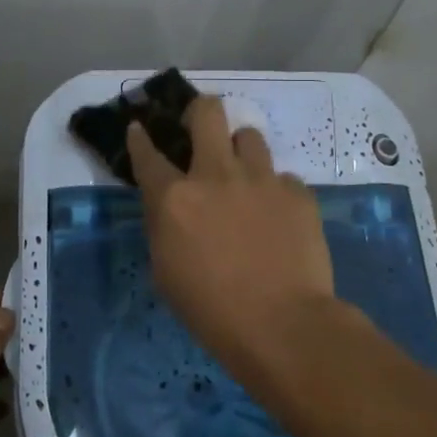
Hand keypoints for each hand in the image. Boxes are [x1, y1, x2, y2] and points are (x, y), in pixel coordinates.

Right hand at [127, 97, 335, 368]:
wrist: (283, 325)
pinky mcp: (297, 193)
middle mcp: (216, 175)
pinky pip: (283, 178)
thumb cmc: (211, 310)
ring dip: (241, 152)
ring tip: (245, 177)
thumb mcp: (166, 271)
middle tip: (200, 128)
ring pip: (249, 136)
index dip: (139, 137)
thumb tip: (172, 208)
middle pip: (207, 112)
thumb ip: (164, 226)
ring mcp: (261, 179)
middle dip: (200, 111)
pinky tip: (278, 218)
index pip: (147, 153)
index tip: (139, 128)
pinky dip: (275, 192)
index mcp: (174, 198)